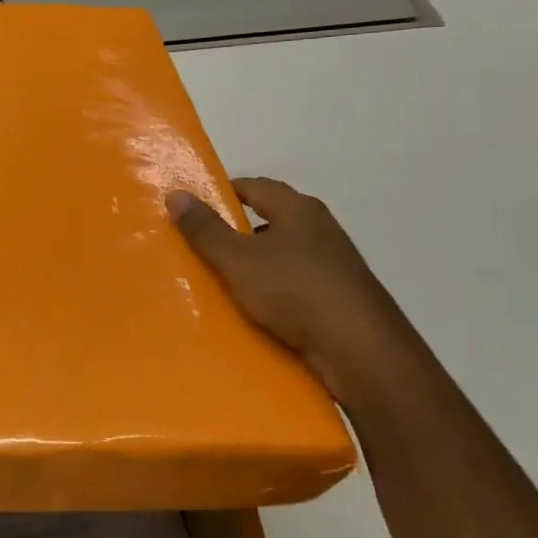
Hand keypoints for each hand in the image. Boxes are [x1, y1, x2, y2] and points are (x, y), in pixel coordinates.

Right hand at [168, 177, 435, 410]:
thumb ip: (206, 229)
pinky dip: (273, 293)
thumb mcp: (238, 259)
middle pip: (269, 220)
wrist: (361, 351)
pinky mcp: (339, 298)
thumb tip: (176, 194)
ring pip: (282, 256)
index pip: (254, 186)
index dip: (222, 193)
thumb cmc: (296, 292)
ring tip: (221, 283)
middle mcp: (320, 229)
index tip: (193, 209)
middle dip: (236, 232)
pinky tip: (254, 311)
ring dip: (254, 266)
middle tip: (199, 248)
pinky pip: (295, 286)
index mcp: (299, 209)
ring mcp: (334, 265)